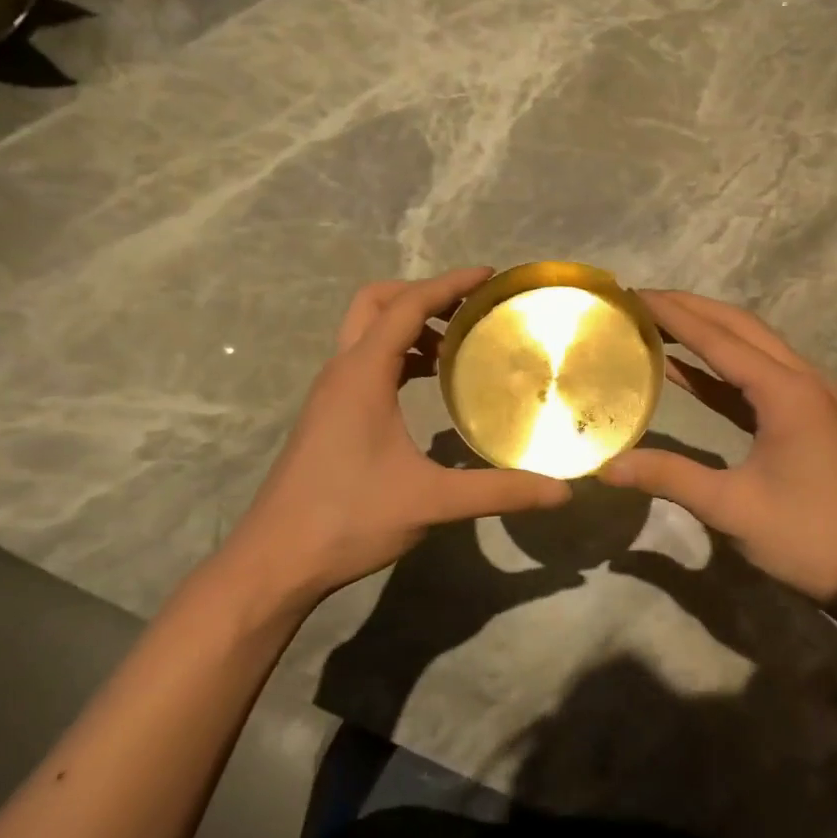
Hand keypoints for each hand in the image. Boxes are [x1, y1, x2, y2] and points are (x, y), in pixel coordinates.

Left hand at [219, 268, 569, 608]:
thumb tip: (561, 490)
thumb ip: (498, 491)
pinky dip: (397, 355)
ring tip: (456, 346)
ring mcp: (330, 393)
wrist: (275, 561)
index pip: (407, 306)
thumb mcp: (431, 502)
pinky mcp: (328, 414)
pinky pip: (365, 362)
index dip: (449, 284)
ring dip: (408, 326)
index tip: (488, 276)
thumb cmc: (348, 519)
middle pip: (376, 303)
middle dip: (421, 294)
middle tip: (467, 310)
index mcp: (363, 374)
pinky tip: (427, 385)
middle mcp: (342, 371)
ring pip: (366, 332)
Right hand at [599, 290, 836, 603]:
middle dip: (691, 309)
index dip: (674, 315)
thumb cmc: (807, 536)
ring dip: (707, 332)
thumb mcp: (731, 508)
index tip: (634, 295)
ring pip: (751, 347)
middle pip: (739, 328)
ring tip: (657, 322)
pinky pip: (756, 378)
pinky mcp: (806, 417)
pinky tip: (684, 370)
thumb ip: (669, 477)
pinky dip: (719, 368)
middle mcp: (801, 380)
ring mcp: (808, 397)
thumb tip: (607, 466)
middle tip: (641, 300)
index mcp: (786, 392)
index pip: (719, 339)